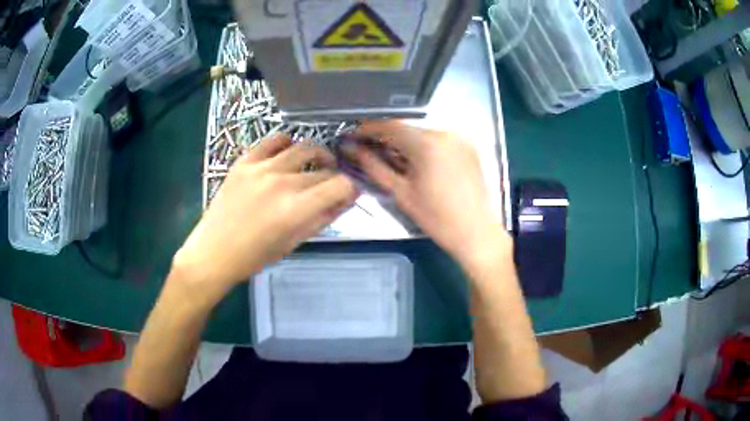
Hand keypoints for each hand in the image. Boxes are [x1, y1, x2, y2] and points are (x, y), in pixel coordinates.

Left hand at [173, 136, 358, 298]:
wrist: (214, 251)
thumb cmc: (255, 256)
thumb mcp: (294, 242)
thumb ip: (323, 218)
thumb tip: (348, 199)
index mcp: (296, 209)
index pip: (340, 185)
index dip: (351, 188)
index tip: (349, 193)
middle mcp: (282, 182)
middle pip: (324, 169)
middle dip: (333, 177)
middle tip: (330, 186)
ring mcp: (261, 168)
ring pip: (304, 147)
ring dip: (317, 155)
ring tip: (315, 164)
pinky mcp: (245, 161)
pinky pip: (273, 140)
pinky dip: (286, 143)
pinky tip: (287, 153)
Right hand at [352, 120, 509, 267]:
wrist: (477, 233)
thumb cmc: (437, 218)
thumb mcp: (401, 193)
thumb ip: (374, 167)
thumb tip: (352, 150)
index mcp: (427, 143)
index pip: (389, 125)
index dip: (367, 128)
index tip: (352, 136)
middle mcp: (445, 133)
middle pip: (407, 128)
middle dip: (385, 137)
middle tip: (368, 149)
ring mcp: (459, 138)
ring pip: (423, 133)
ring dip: (404, 142)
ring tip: (391, 158)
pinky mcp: (468, 147)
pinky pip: (439, 140)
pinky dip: (424, 147)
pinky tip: (416, 162)